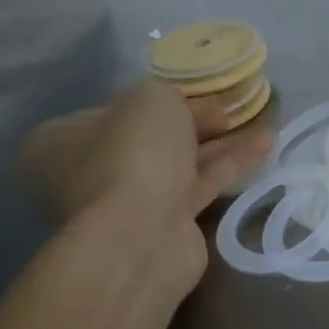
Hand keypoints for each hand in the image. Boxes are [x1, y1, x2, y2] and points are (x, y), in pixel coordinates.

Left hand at [19, 80, 272, 296]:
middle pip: (151, 138)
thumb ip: (164, 94)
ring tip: (263, 124)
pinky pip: (202, 185)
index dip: (157, 100)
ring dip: (221, 143)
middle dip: (195, 123)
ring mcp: (128, 201)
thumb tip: (174, 109)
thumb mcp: (150, 98)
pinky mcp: (166, 223)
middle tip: (229, 112)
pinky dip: (231, 164)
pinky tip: (265, 146)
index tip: (197, 94)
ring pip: (181, 162)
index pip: (113, 111)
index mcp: (62, 141)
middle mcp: (89, 172)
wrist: (142, 235)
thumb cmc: (134, 155)